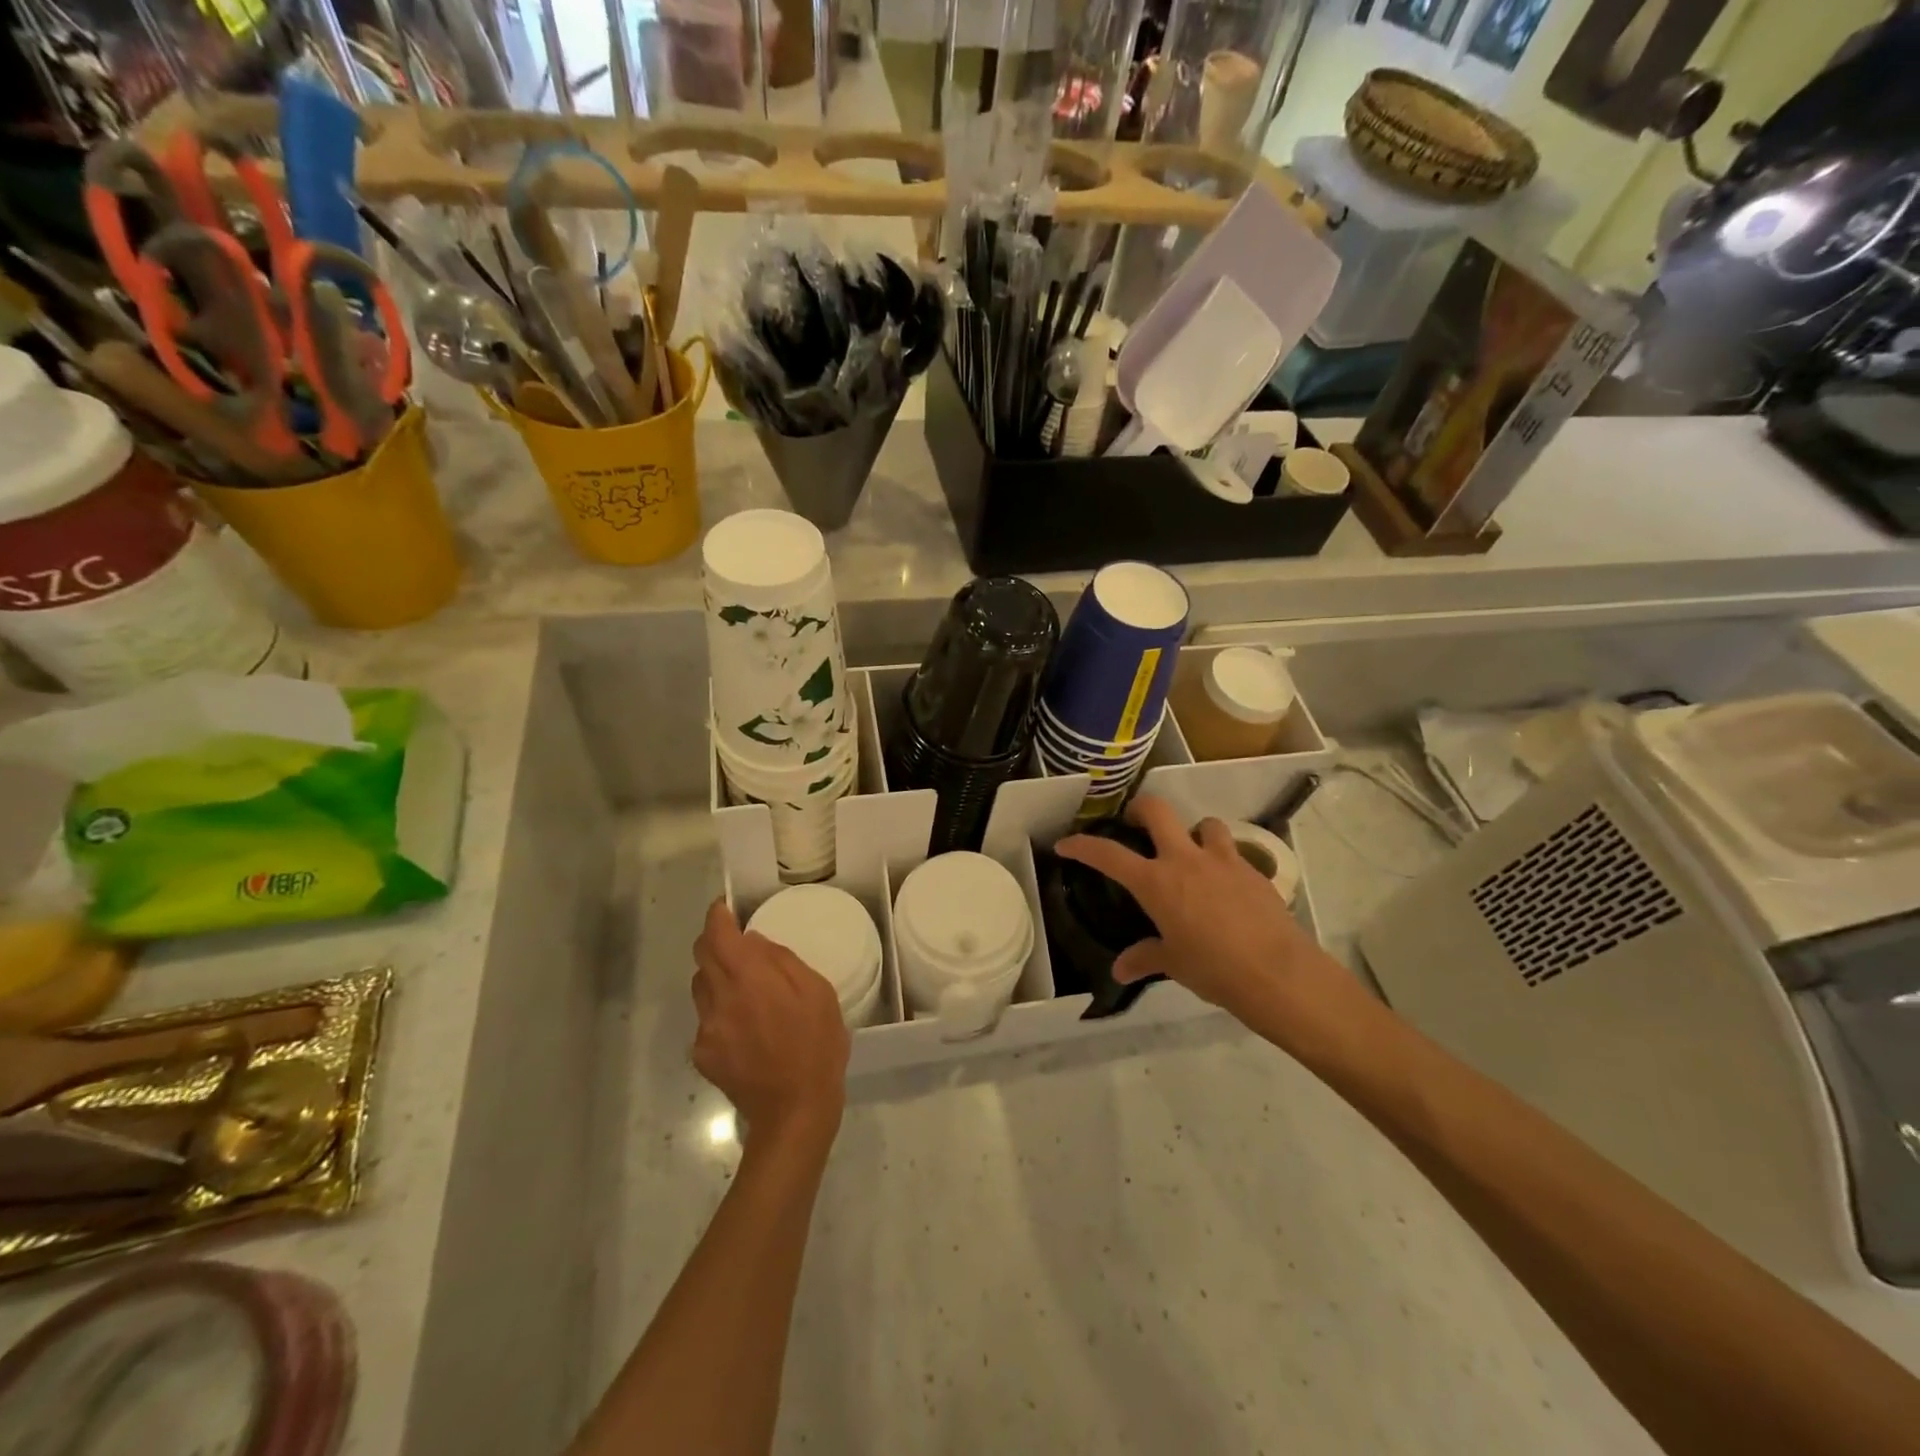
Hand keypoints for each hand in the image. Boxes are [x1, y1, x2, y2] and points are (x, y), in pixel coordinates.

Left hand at [691, 899, 849, 1148]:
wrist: (795, 1111)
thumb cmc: (816, 1045)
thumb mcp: (817, 992)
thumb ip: (782, 961)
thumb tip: (754, 942)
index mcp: (748, 978)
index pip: (717, 934)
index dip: (717, 916)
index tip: (726, 907)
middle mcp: (719, 998)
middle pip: (701, 956)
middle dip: (715, 942)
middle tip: (738, 944)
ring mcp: (706, 1028)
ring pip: (701, 987)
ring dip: (717, 977)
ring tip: (745, 989)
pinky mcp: (702, 1054)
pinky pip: (706, 1018)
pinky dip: (720, 1011)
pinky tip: (745, 1028)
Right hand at [1055, 795, 1348, 1035]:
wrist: (1277, 973)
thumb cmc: (1214, 969)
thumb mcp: (1173, 964)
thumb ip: (1145, 958)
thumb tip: (1119, 970)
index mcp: (1156, 882)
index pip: (1108, 855)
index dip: (1083, 846)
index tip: (1066, 844)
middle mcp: (1186, 860)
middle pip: (1157, 811)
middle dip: (1140, 808)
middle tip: (1134, 822)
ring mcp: (1223, 860)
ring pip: (1204, 823)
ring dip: (1193, 832)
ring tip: (1192, 854)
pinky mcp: (1253, 869)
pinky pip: (1233, 852)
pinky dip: (1223, 860)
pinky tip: (1225, 886)